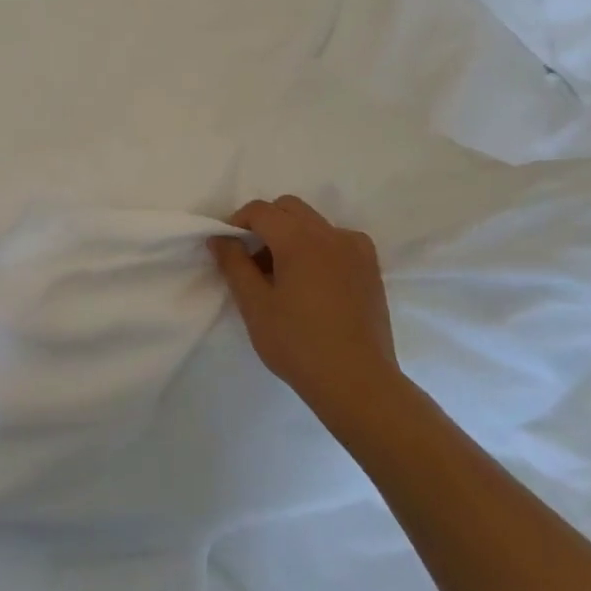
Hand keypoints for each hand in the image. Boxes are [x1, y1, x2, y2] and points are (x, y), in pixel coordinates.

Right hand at [210, 196, 403, 424]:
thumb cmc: (297, 343)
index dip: (237, 223)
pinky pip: (338, 241)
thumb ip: (233, 264)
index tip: (228, 250)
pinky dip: (318, 248)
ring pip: (314, 223)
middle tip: (252, 261)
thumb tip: (220, 238)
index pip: (260, 210)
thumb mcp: (253, 304)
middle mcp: (331, 234)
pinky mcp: (371, 269)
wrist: (356, 381)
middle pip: (289, 208)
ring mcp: (356, 250)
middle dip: (265, 224)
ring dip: (292, 235)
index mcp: (299, 239)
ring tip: (283, 276)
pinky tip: (312, 283)